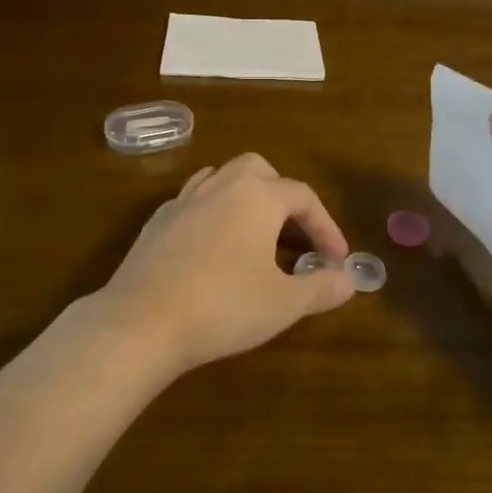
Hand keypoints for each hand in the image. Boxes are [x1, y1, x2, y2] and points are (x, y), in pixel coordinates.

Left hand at [88, 153, 357, 375]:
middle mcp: (221, 186)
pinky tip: (213, 248)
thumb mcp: (284, 303)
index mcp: (257, 196)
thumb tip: (349, 279)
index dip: (326, 226)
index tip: (336, 259)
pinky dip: (212, 214)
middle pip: (259, 170)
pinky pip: (193, 202)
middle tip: (293, 233)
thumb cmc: (223, 307)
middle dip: (282, 195)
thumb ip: (321, 287)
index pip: (303, 196)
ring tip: (254, 234)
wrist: (142, 322)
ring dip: (244, 198)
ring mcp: (184, 200)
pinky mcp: (157, 222)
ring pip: (221, 178)